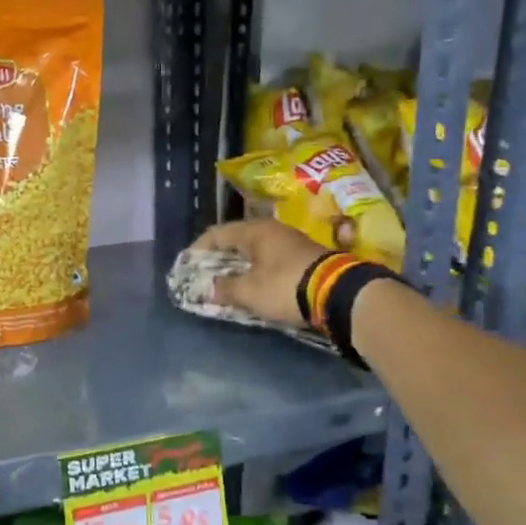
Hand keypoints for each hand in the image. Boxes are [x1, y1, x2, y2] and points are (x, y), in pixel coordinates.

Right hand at [190, 219, 327, 327]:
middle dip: (218, 259)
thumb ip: (225, 288)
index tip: (186, 265)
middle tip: (204, 275)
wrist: (339, 293)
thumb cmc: (285, 286)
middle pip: (236, 241)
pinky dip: (256, 272)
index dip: (198, 249)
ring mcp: (291, 243)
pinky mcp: (304, 258)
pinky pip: (270, 261)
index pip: (217, 234)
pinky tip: (252, 286)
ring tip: (226, 283)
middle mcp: (272, 231)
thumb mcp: (249, 291)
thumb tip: (208, 288)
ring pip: (255, 252)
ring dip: (239, 267)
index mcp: (255, 231)